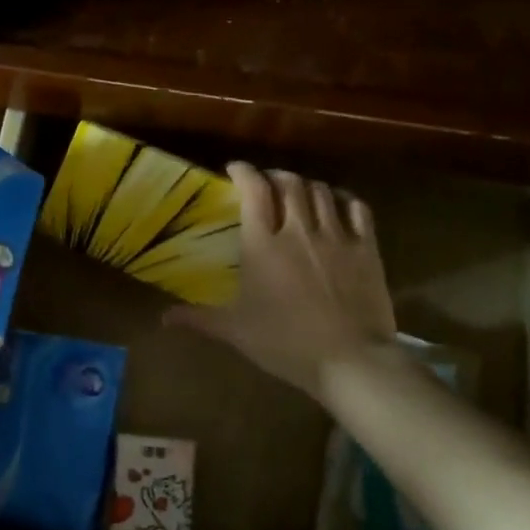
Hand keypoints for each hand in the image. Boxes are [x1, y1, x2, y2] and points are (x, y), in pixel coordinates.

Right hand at [165, 163, 396, 400]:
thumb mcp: (236, 331)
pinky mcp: (367, 248)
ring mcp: (336, 236)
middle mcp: (299, 230)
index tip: (235, 169)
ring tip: (298, 193)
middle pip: (289, 183)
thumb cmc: (285, 343)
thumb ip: (199, 318)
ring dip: (306, 186)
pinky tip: (338, 204)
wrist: (349, 359)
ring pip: (321, 191)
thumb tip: (163, 318)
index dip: (244, 172)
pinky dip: (344, 200)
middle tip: (267, 185)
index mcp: (263, 245)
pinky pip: (357, 209)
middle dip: (275, 176)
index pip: (254, 191)